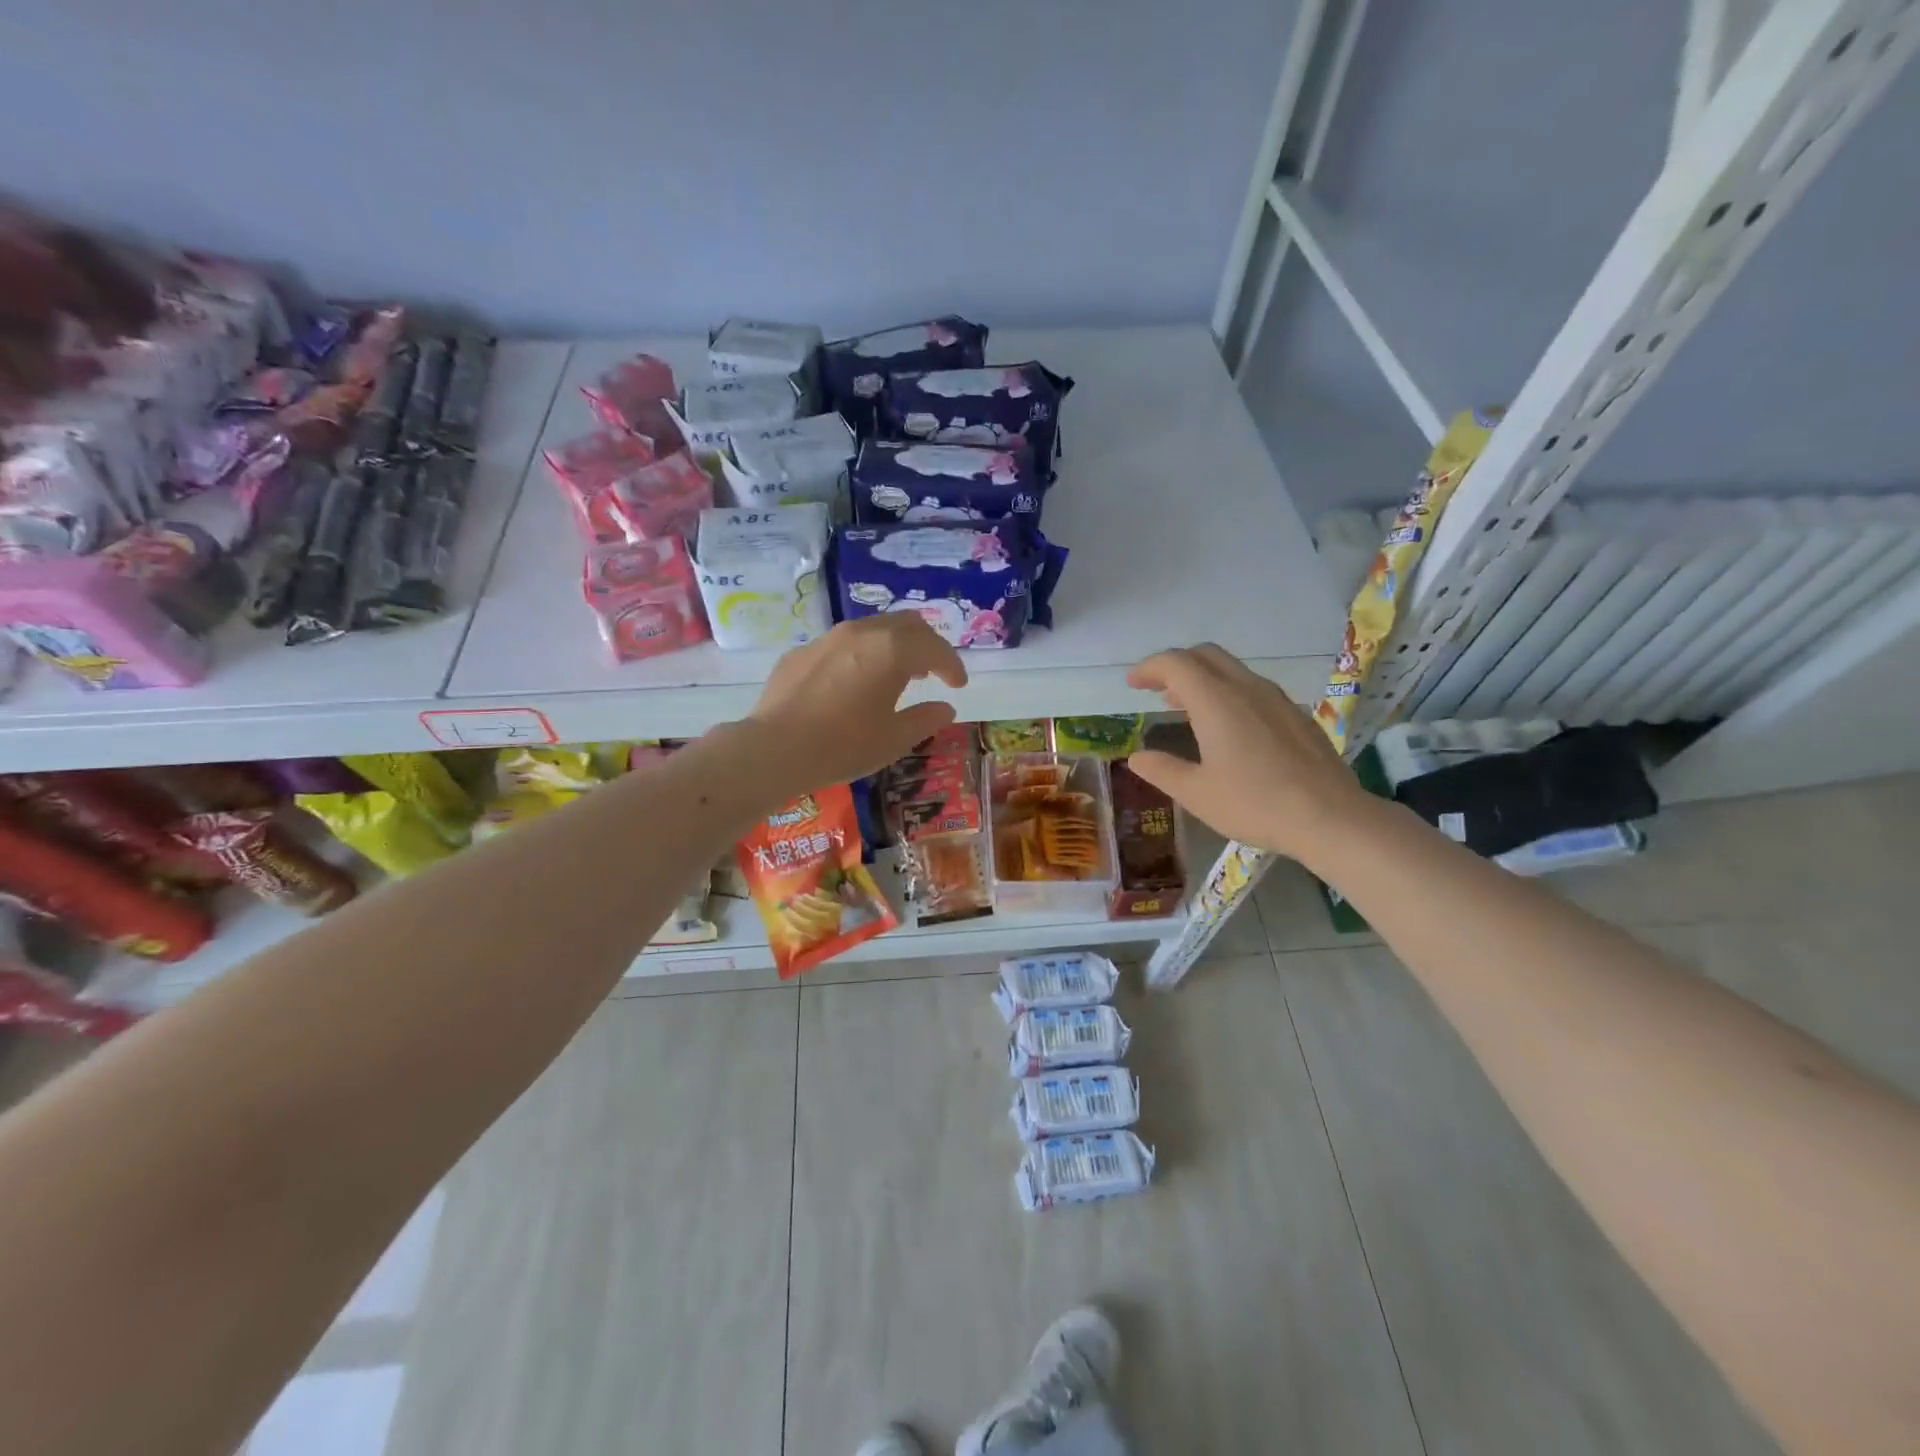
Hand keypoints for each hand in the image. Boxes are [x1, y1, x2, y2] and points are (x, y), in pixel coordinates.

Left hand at [747, 615, 968, 796]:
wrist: (775, 749)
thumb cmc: (843, 745)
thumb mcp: (894, 739)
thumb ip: (925, 719)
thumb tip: (945, 708)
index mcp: (892, 651)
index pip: (935, 648)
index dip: (952, 666)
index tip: (958, 685)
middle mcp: (862, 633)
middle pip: (907, 624)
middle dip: (926, 645)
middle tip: (932, 672)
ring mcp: (828, 639)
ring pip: (872, 628)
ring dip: (893, 646)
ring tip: (897, 674)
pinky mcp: (802, 652)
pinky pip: (842, 644)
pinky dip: (861, 656)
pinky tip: (854, 683)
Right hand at [1125, 644, 1369, 864]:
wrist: (1331, 817)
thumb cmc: (1256, 804)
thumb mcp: (1197, 794)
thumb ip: (1162, 770)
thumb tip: (1137, 757)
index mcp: (1216, 701)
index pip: (1176, 664)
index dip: (1149, 668)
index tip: (1132, 683)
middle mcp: (1246, 688)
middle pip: (1205, 655)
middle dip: (1174, 665)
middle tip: (1154, 688)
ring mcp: (1276, 699)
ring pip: (1231, 669)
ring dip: (1202, 678)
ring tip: (1183, 705)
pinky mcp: (1295, 714)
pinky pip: (1252, 687)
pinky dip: (1226, 691)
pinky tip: (1226, 725)